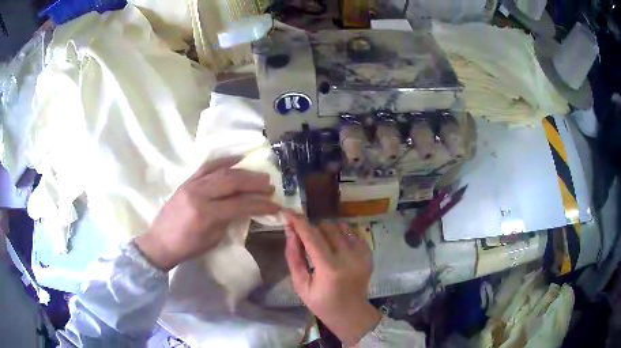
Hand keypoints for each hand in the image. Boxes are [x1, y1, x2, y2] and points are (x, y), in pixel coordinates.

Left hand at [135, 157, 280, 270]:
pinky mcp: (186, 181)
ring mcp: (191, 184)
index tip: (275, 205)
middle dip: (254, 182)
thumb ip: (230, 220)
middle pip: (232, 182)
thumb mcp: (213, 239)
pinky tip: (237, 159)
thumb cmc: (187, 247)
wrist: (160, 241)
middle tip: (270, 184)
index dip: (260, 204)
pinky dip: (223, 161)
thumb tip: (246, 207)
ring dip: (243, 171)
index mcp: (206, 214)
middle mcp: (199, 194)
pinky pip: (207, 166)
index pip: (239, 204)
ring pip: (221, 171)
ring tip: (259, 174)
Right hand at [283, 211, 381, 345]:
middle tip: (306, 242)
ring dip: (327, 232)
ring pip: (340, 226)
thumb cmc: (321, 302)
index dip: (298, 221)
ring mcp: (362, 254)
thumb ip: (294, 256)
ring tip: (323, 247)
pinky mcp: (368, 253)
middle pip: (326, 227)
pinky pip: (351, 233)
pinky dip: (341, 236)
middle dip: (312, 229)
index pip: (312, 237)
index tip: (286, 212)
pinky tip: (337, 250)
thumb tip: (290, 231)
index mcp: (330, 269)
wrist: (351, 312)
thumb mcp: (300, 284)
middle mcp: (349, 257)